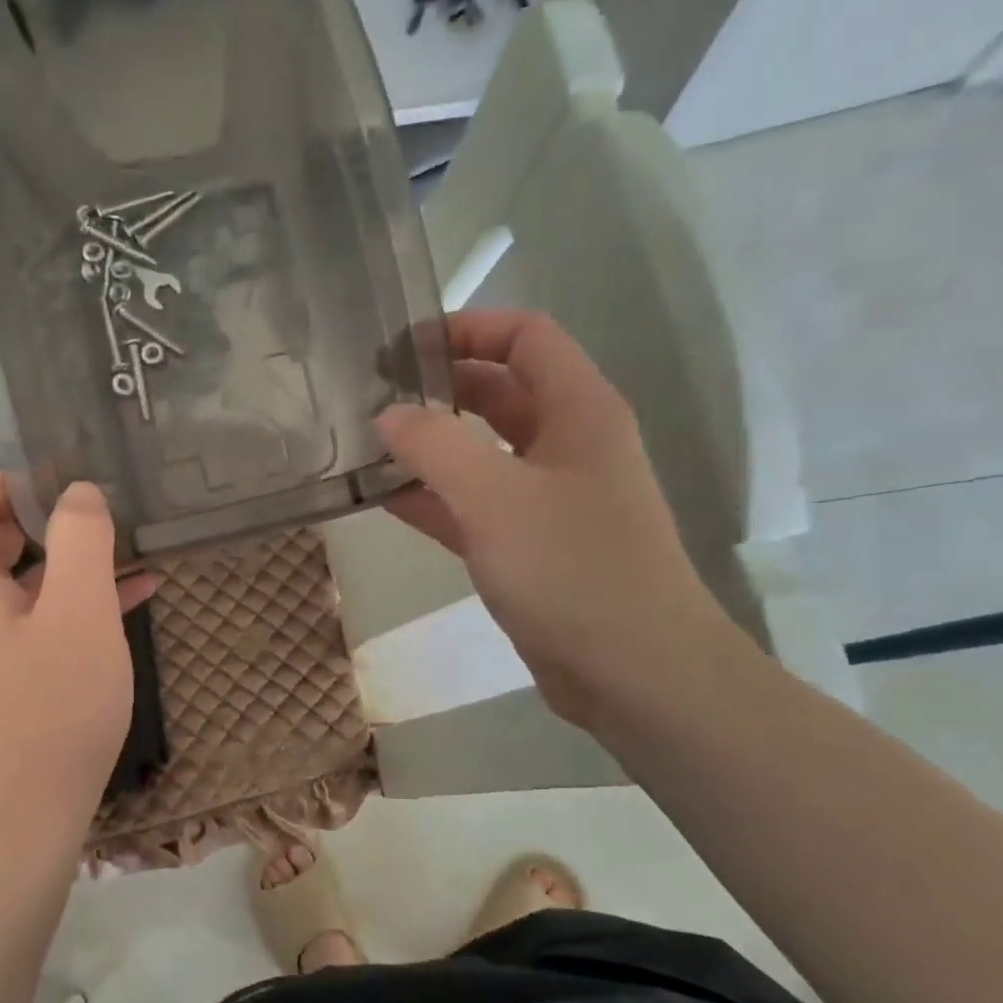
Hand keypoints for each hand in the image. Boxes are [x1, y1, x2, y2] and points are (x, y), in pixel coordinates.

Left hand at [0, 472, 155, 867]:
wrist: (22, 825)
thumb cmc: (50, 711)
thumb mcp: (79, 613)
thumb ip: (81, 539)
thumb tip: (78, 494)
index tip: (54, 498)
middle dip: (38, 516)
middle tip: (95, 523)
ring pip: (9, 576)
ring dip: (65, 559)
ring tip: (128, 554)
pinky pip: (27, 617)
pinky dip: (69, 600)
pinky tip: (132, 597)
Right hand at [378, 309, 735, 728]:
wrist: (635, 673)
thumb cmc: (574, 569)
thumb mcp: (496, 498)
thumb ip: (436, 448)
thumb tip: (389, 415)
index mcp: (579, 410)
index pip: (525, 337)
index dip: (467, 329)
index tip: (403, 347)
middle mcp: (567, 444)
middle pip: (499, 392)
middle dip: (440, 388)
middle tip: (373, 395)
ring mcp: (548, 498)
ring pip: (482, 453)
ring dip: (431, 446)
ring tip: (367, 444)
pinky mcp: (530, 546)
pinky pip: (474, 505)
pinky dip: (434, 498)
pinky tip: (384, 499)